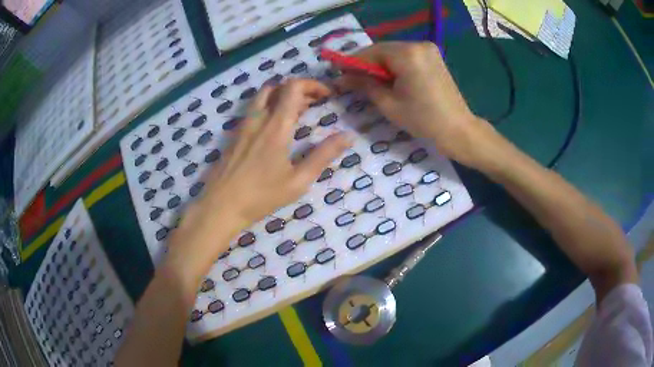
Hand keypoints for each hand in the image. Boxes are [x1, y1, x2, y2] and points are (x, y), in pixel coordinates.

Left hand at [169, 79, 351, 268]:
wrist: (221, 205)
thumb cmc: (261, 195)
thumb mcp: (298, 180)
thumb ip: (323, 155)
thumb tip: (348, 136)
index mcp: (276, 126)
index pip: (293, 87)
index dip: (313, 85)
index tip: (327, 95)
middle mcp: (258, 118)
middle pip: (278, 87)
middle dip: (300, 89)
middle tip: (315, 103)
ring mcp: (244, 125)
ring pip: (263, 96)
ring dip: (283, 96)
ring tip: (297, 112)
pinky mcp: (235, 134)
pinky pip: (254, 109)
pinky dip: (270, 106)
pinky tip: (276, 127)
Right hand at [336, 41, 496, 167]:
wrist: (459, 130)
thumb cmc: (423, 120)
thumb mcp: (388, 104)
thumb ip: (364, 85)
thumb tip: (342, 78)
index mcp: (407, 54)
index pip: (371, 52)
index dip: (353, 63)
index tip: (338, 74)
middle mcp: (418, 45)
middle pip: (382, 50)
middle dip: (366, 64)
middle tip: (353, 81)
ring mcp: (428, 49)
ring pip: (394, 53)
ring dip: (380, 65)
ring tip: (370, 83)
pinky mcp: (434, 57)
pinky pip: (406, 57)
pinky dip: (395, 66)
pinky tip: (389, 80)